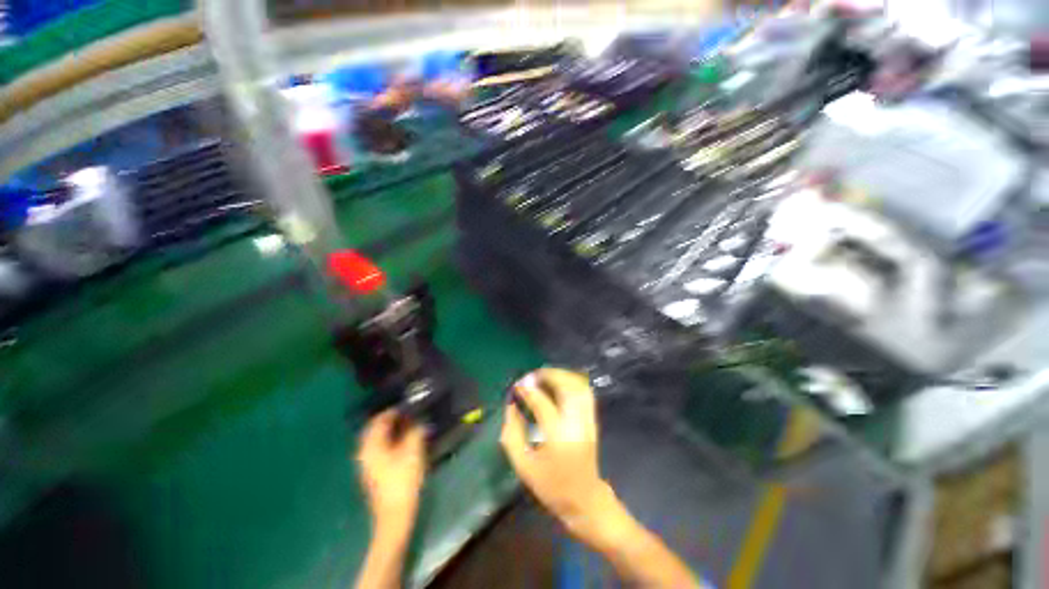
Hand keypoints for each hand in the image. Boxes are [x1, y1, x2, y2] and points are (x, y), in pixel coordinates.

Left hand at [356, 410, 426, 538]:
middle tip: (410, 414)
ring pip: (378, 438)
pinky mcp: (373, 472)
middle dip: (392, 419)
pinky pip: (380, 448)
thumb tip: (417, 419)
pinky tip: (403, 441)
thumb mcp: (413, 450)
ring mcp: (367, 463)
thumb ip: (415, 430)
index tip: (410, 405)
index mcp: (371, 444)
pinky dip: (390, 440)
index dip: (395, 410)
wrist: (394, 515)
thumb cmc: (403, 480)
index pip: (380, 419)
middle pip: (376, 428)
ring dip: (391, 430)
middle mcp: (364, 451)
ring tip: (410, 425)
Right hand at [500, 368, 617, 539]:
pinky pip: (585, 392)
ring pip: (578, 386)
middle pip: (566, 387)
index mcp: (558, 437)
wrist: (585, 499)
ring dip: (561, 375)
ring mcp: (588, 420)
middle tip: (532, 376)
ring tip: (544, 376)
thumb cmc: (551, 486)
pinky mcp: (593, 420)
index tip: (517, 386)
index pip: (542, 402)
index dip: (528, 390)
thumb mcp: (523, 466)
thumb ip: (512, 435)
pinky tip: (559, 384)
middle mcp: (576, 423)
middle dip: (548, 375)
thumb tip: (511, 406)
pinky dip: (572, 382)